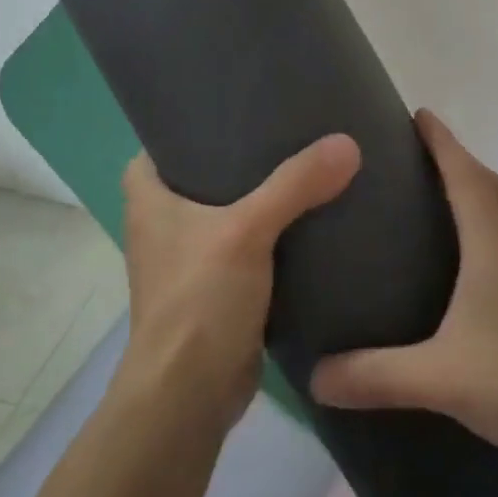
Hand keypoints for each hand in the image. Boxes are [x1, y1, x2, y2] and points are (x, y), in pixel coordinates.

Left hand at [116, 136, 359, 431]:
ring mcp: (191, 257)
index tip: (242, 101)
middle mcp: (164, 222)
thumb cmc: (199, 301)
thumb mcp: (246, 231)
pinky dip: (275, 232)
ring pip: (231, 210)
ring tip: (309, 164)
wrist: (189, 395)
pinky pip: (250, 245)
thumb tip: (347, 144)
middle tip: (291, 126)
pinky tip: (312, 218)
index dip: (196, 119)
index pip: (165, 140)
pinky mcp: (218, 287)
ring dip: (263, 194)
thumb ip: (295, 185)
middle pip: (205, 171)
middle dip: (244, 153)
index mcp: (149, 197)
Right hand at [310, 110, 497, 467]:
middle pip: (490, 188)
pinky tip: (470, 265)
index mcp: (493, 249)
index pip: (466, 177)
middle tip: (420, 153)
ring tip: (439, 198)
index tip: (420, 113)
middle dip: (457, 161)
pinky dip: (489, 232)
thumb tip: (314, 377)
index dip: (443, 142)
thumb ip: (375, 376)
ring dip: (477, 194)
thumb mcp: (440, 379)